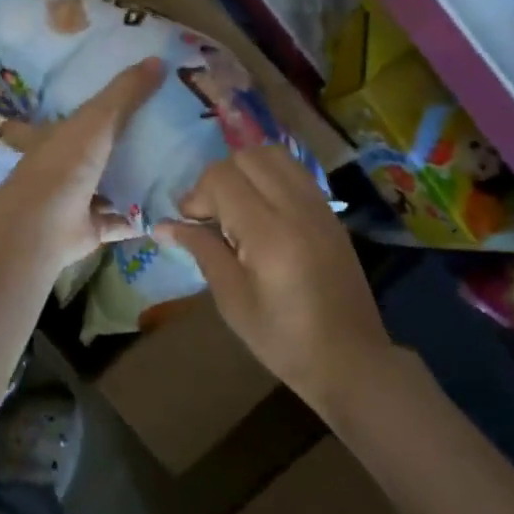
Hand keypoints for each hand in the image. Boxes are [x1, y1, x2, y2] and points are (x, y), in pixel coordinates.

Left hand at [0, 58, 166, 272]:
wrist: (44, 227)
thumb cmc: (63, 164)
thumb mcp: (96, 119)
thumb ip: (125, 93)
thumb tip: (158, 59)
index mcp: (49, 138)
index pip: (43, 121)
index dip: (54, 114)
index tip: (73, 105)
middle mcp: (58, 169)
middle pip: (84, 155)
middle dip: (109, 147)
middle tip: (150, 132)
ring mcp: (73, 201)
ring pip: (105, 188)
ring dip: (130, 182)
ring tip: (170, 166)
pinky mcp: (90, 229)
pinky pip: (121, 221)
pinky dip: (141, 217)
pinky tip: (169, 206)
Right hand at [159, 145, 393, 409]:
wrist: (350, 359)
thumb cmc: (283, 339)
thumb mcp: (232, 299)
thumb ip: (201, 250)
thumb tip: (163, 225)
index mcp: (268, 233)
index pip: (222, 178)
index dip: (196, 195)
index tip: (190, 225)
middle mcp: (296, 208)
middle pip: (246, 157)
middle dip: (218, 178)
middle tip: (211, 215)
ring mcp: (318, 206)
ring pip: (273, 155)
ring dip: (245, 170)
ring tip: (235, 207)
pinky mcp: (329, 213)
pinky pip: (294, 172)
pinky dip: (269, 177)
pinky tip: (262, 212)